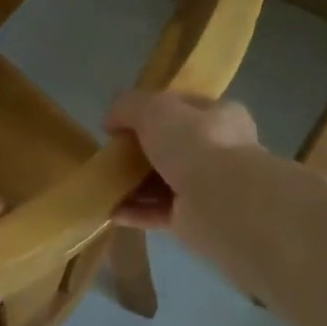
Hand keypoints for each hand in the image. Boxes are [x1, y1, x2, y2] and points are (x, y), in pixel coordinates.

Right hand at [106, 91, 260, 239]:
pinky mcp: (194, 219)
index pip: (183, 107)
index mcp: (220, 116)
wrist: (222, 202)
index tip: (122, 123)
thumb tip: (111, 121)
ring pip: (163, 182)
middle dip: (140, 152)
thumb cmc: (196, 143)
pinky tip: (110, 211)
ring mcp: (208, 187)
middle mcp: (219, 151)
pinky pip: (158, 212)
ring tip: (104, 185)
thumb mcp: (155, 108)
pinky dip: (135, 211)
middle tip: (112, 155)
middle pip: (171, 147)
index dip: (151, 111)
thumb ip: (128, 106)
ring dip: (134, 184)